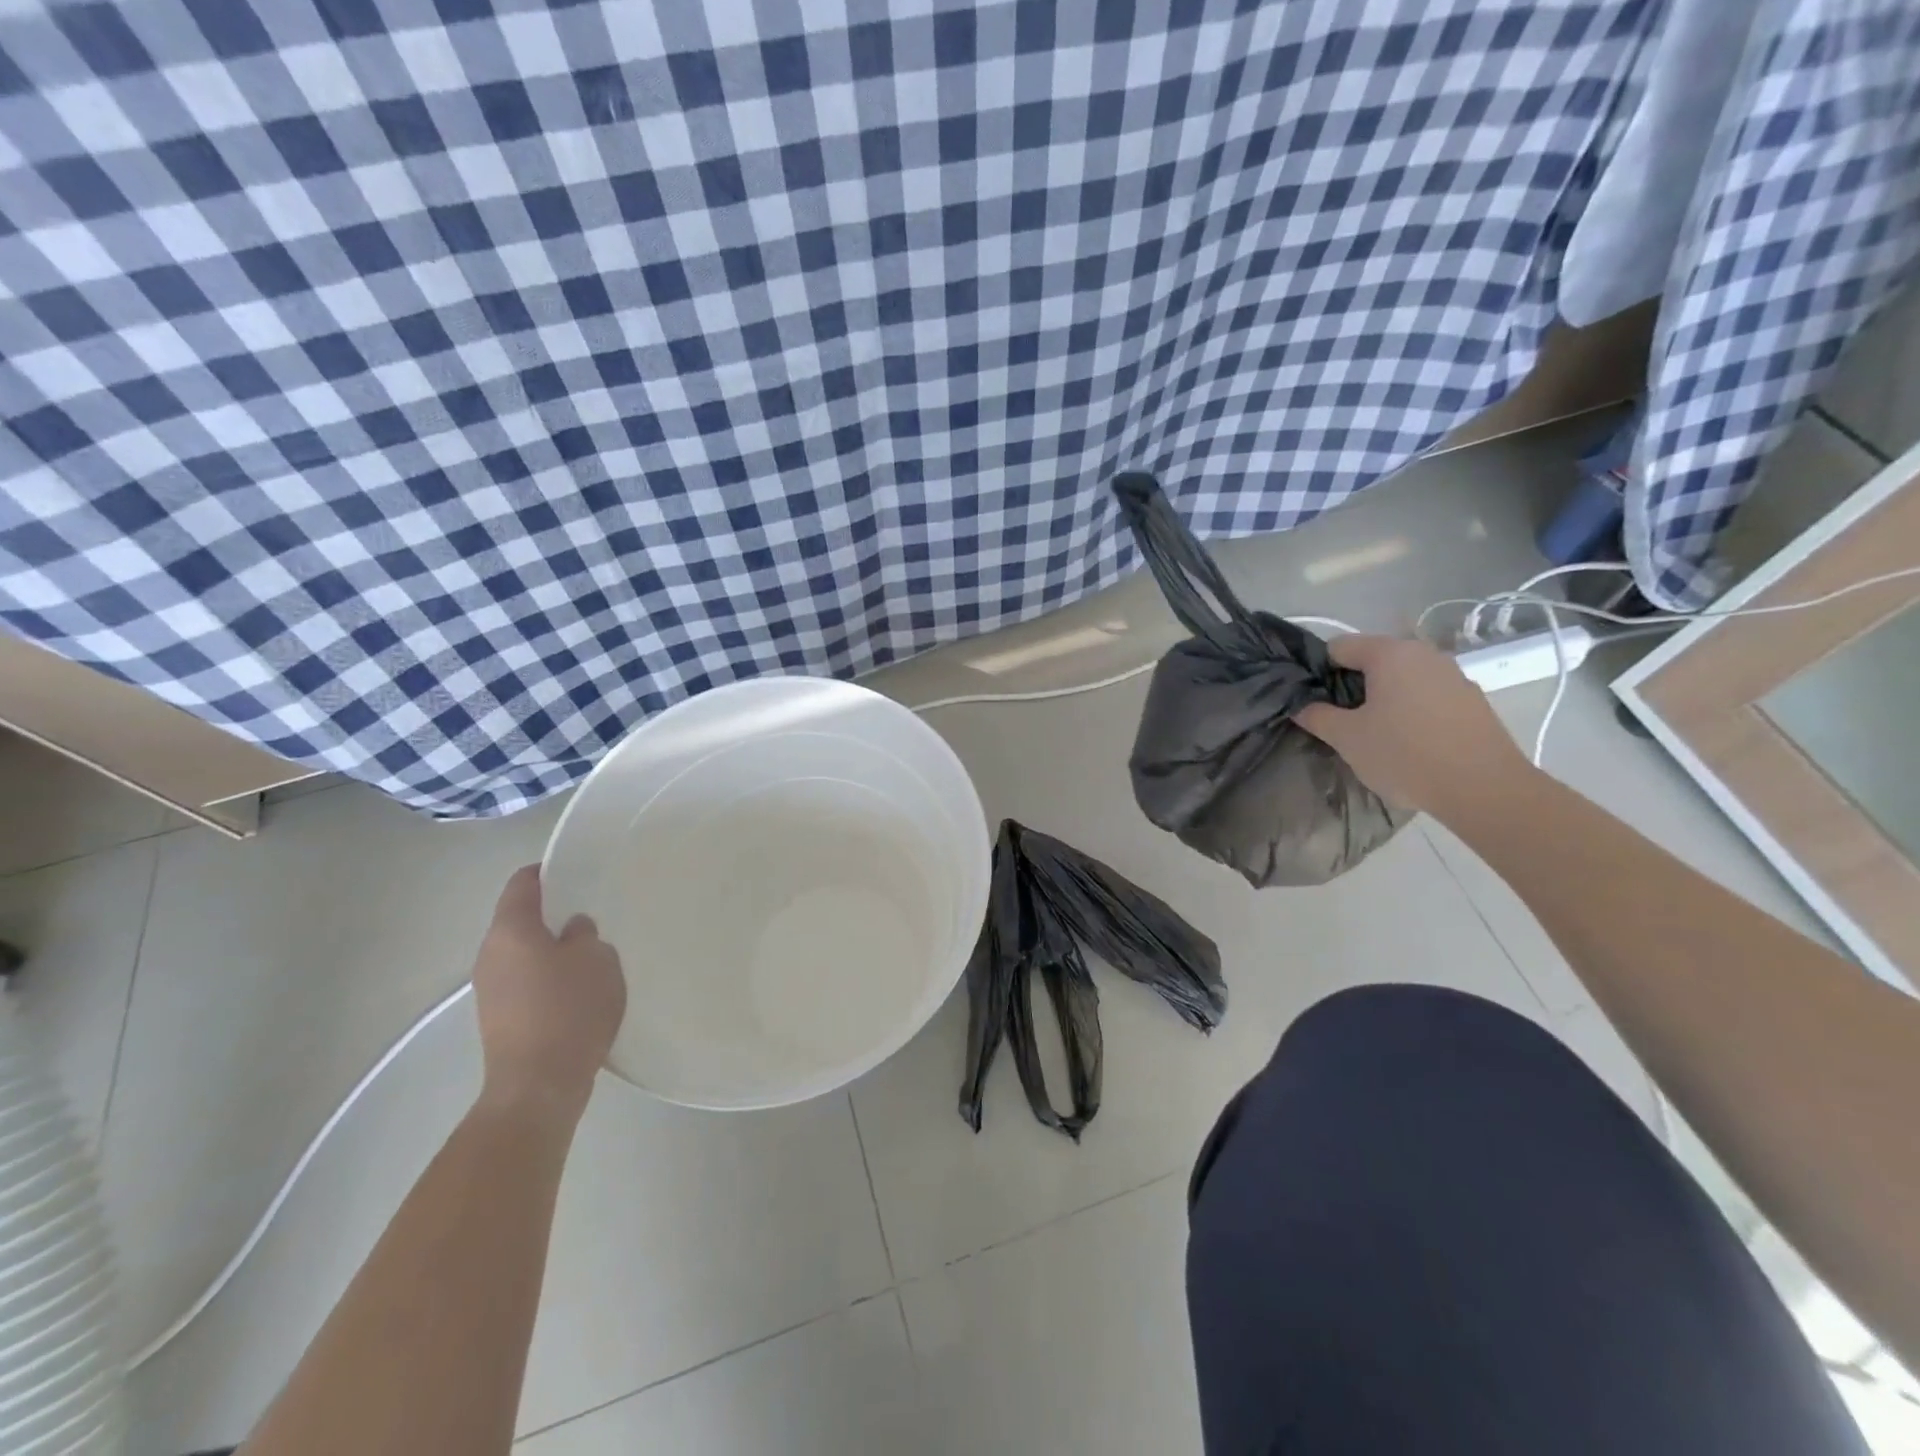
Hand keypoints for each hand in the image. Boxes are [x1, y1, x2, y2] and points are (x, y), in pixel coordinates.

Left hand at [471, 866, 625, 1123]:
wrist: (538, 1085)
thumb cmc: (569, 1009)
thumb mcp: (596, 959)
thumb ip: (585, 934)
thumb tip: (572, 930)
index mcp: (511, 931)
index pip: (522, 884)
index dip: (547, 871)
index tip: (575, 869)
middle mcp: (491, 955)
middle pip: (519, 920)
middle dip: (553, 914)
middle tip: (592, 912)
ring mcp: (490, 990)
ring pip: (523, 953)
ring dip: (551, 948)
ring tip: (590, 952)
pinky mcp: (499, 1018)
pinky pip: (525, 981)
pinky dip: (548, 976)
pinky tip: (578, 988)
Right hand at [1296, 635, 1533, 818]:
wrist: (1483, 788)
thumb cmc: (1404, 755)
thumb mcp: (1346, 738)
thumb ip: (1317, 716)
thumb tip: (1301, 705)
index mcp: (1390, 653)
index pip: (1339, 646)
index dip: (1319, 671)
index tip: (1314, 701)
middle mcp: (1424, 654)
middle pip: (1374, 660)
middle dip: (1353, 685)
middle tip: (1341, 721)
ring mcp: (1454, 675)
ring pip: (1403, 678)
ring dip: (1384, 698)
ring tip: (1376, 734)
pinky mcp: (1473, 700)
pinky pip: (1428, 696)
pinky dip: (1412, 710)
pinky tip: (1410, 742)